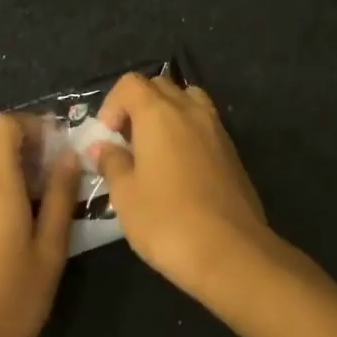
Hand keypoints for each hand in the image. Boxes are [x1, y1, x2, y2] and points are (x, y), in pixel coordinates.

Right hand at [91, 73, 280, 301]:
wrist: (231, 252)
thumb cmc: (167, 221)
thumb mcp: (125, 195)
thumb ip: (112, 163)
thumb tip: (103, 147)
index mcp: (159, 113)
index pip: (130, 84)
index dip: (112, 105)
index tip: (107, 137)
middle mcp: (190, 110)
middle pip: (160, 86)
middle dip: (138, 106)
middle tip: (127, 143)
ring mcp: (216, 129)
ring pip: (188, 101)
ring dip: (167, 114)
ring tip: (155, 150)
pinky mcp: (232, 152)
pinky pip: (204, 125)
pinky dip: (187, 133)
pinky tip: (179, 170)